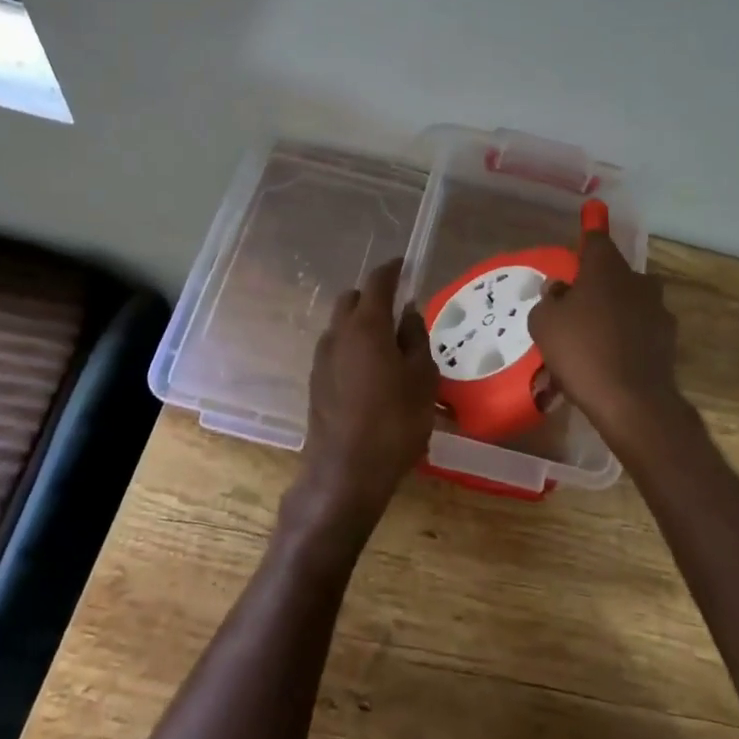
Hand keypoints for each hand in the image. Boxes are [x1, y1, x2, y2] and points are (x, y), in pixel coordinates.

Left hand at [293, 258, 438, 535]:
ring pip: (341, 324)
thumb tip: (408, 313)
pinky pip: (336, 348)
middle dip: (374, 295)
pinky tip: (371, 370)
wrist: (346, 473)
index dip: (393, 269)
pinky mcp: (315, 382)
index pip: (378, 282)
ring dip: (361, 322)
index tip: (406, 265)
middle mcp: (338, 334)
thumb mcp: (422, 378)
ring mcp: (322, 358)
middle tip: (399, 308)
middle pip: (352, 299)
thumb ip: (416, 338)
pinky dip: (352, 345)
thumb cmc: (395, 422)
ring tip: (388, 343)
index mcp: (366, 326)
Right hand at [528, 229, 689, 459]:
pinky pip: (640, 330)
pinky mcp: (668, 340)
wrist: (632, 401)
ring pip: (630, 302)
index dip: (590, 230)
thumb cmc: (581, 351)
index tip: (591, 216)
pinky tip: (611, 360)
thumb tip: (560, 290)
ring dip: (615, 311)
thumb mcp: (544, 324)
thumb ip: (549, 300)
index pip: (596, 240)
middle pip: (615, 273)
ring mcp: (657, 311)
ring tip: (594, 338)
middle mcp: (637, 282)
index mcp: (606, 269)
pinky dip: (628, 338)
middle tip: (578, 304)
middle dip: (599, 282)